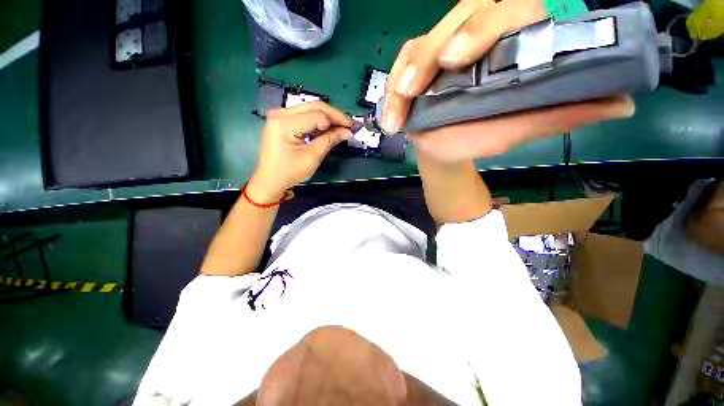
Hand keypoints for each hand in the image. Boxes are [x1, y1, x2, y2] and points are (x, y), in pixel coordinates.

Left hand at [247, 102, 352, 202]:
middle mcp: (280, 113)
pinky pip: (304, 114)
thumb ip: (329, 141)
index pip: (318, 115)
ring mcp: (279, 115)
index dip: (337, 120)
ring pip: (310, 108)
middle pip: (314, 106)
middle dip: (334, 115)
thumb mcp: (312, 157)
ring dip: (327, 116)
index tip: (352, 128)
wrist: (270, 180)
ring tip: (341, 126)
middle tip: (350, 125)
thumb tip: (347, 131)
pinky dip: (318, 120)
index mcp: (285, 123)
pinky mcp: (281, 120)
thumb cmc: (290, 172)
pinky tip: (328, 127)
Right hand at [383, 0, 634, 162]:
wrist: (444, 148)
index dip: (482, 28)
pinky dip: (394, 83)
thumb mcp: (520, 128)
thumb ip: (562, 114)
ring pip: (424, 41)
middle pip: (458, 18)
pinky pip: (403, 61)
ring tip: (399, 103)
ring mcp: (442, 48)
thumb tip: (622, 103)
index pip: (509, 12)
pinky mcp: (417, 62)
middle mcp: (476, 37)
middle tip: (415, 86)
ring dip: (407, 72)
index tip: (455, 60)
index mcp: (510, 44)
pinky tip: (392, 105)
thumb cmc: (479, 137)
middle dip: (433, 51)